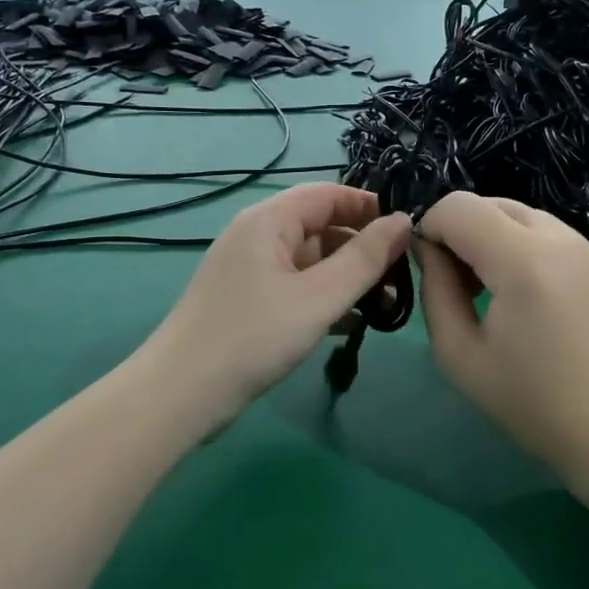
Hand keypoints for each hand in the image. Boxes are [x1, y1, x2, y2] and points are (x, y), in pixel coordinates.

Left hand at [147, 185, 412, 425]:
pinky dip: (323, 300)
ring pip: (310, 262)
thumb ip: (365, 259)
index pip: (327, 194)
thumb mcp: (319, 297)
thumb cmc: (254, 336)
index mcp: (269, 221)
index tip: (407, 232)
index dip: (368, 207)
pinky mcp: (248, 303)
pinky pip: (295, 288)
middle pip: (320, 227)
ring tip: (383, 306)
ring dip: (346, 279)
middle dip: (361, 249)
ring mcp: (250, 271)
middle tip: (400, 278)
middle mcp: (257, 237)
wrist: (181, 394)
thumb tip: (404, 220)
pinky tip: (349, 326)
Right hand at [417, 192, 588, 478]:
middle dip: (460, 230)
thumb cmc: (530, 403)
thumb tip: (427, 249)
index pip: (459, 206)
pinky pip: (547, 232)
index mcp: (523, 262)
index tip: (427, 269)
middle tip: (455, 283)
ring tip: (488, 289)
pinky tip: (521, 293)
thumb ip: (435, 289)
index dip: (430, 228)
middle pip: (490, 202)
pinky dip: (520, 245)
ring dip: (490, 235)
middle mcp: (560, 240)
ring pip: (520, 213)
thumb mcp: (460, 355)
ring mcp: (587, 248)